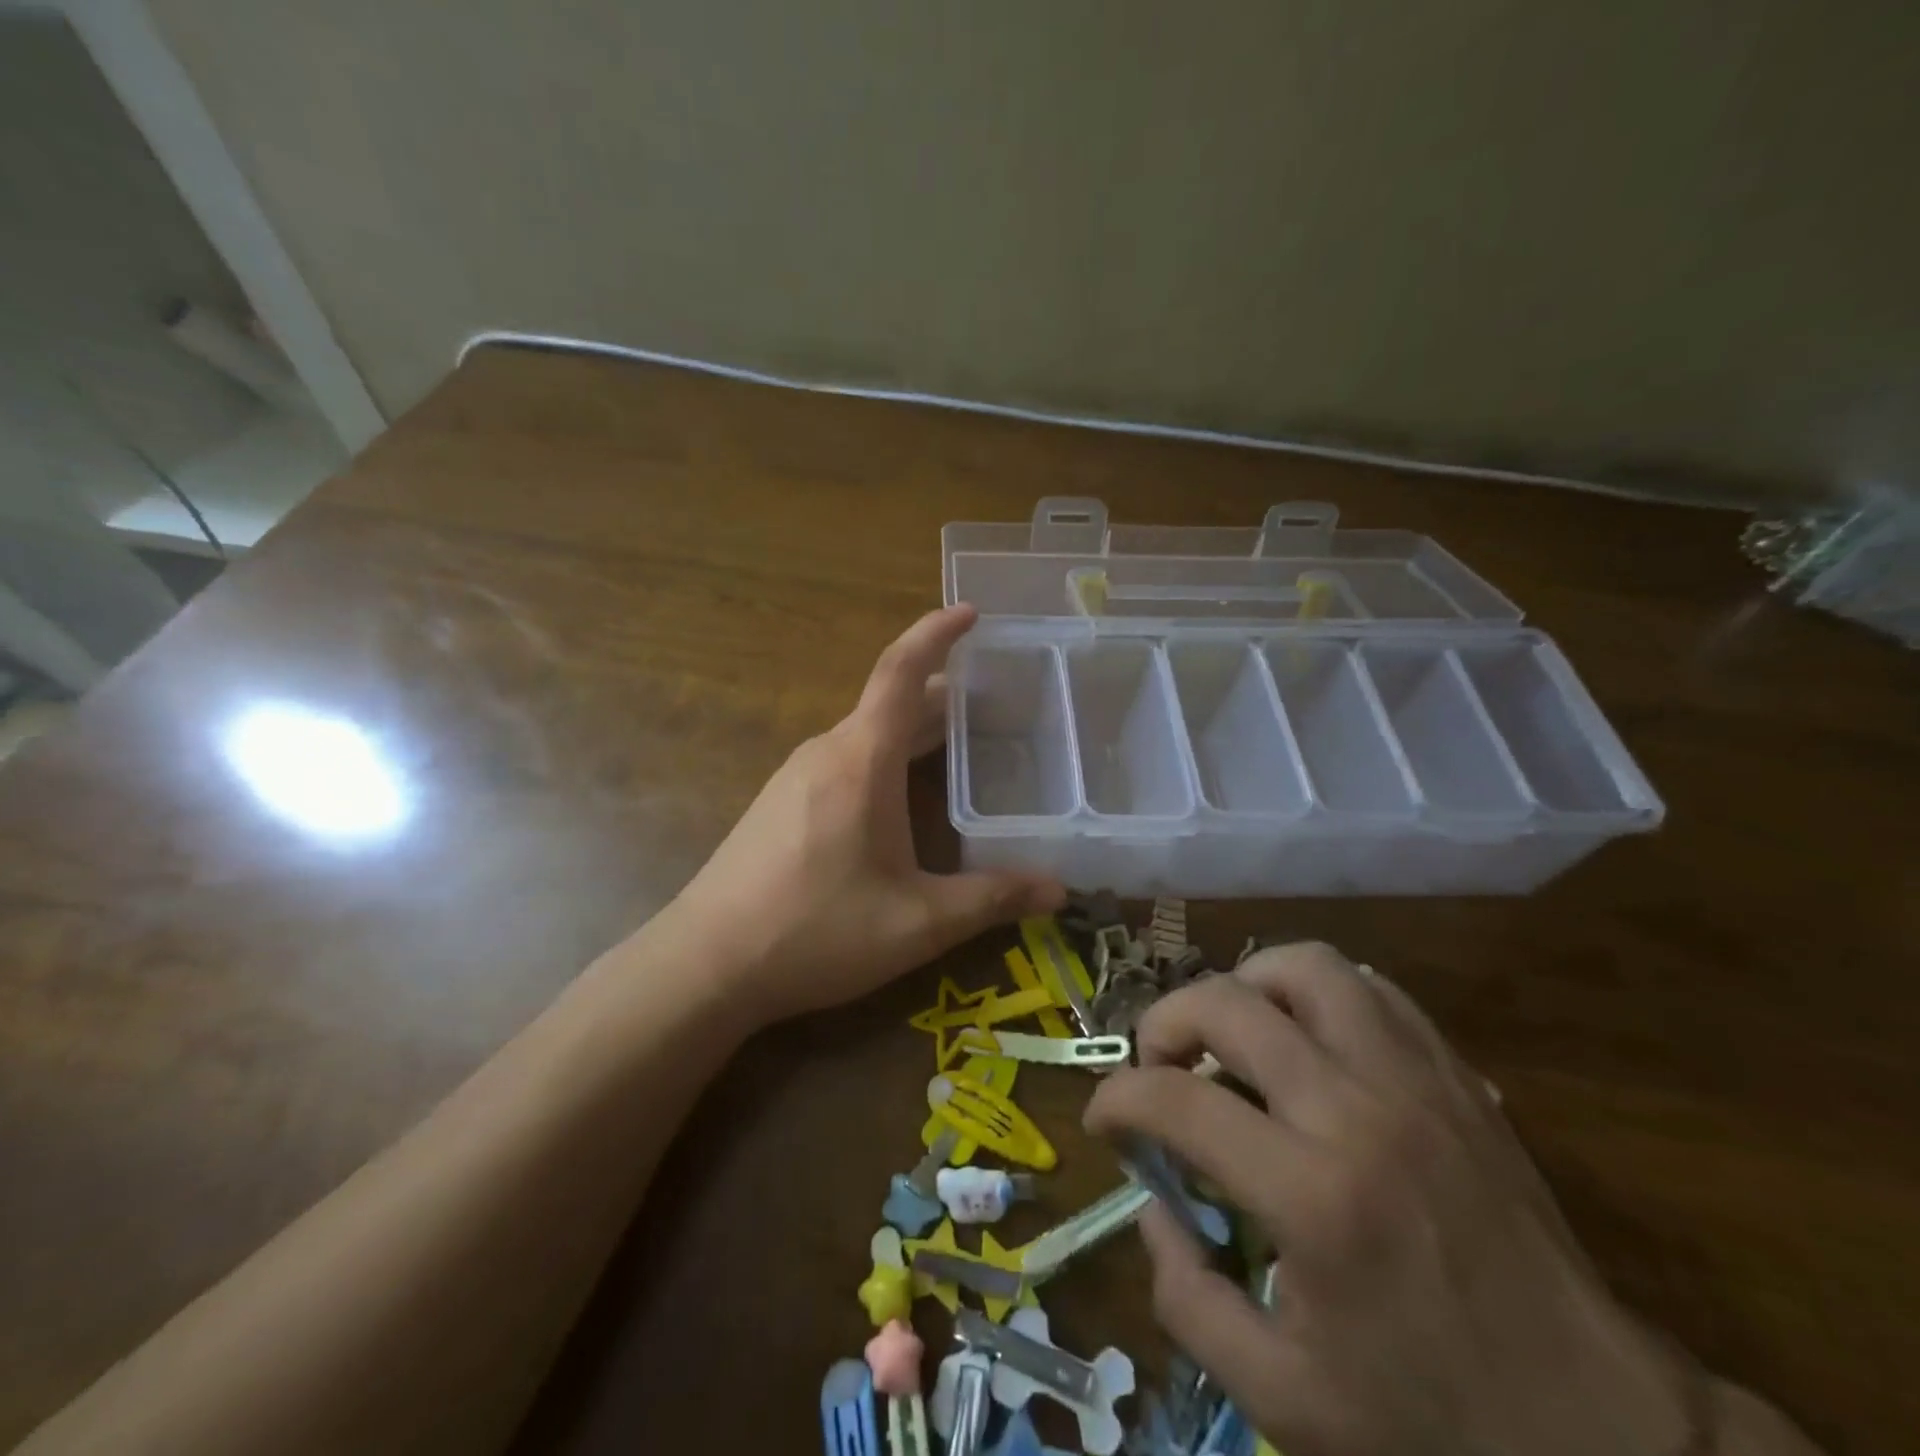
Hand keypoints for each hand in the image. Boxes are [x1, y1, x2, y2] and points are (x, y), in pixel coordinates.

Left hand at [664, 604, 1063, 1025]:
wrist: (706, 963)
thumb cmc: (816, 931)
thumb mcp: (917, 922)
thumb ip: (991, 901)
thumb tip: (1060, 891)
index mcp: (862, 759)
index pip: (902, 671)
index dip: (937, 633)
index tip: (972, 611)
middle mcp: (827, 751)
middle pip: (893, 704)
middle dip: (946, 697)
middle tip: (1001, 706)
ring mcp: (797, 775)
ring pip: (869, 734)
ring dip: (915, 731)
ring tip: (964, 748)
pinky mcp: (782, 802)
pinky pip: (847, 759)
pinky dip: (887, 757)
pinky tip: (904, 797)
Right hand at [1085, 944, 1698, 1455]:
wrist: (1600, 1436)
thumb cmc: (1431, 1425)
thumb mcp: (1279, 1399)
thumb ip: (1186, 1297)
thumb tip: (1153, 1206)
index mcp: (1312, 1196)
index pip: (1177, 1101)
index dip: (1118, 1100)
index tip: (1104, 1120)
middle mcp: (1358, 1112)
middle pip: (1227, 1005)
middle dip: (1163, 1022)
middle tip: (1157, 1065)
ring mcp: (1415, 1081)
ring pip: (1306, 968)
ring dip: (1245, 985)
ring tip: (1230, 1033)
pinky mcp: (1456, 1076)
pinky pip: (1373, 990)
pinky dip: (1317, 994)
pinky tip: (1305, 1037)